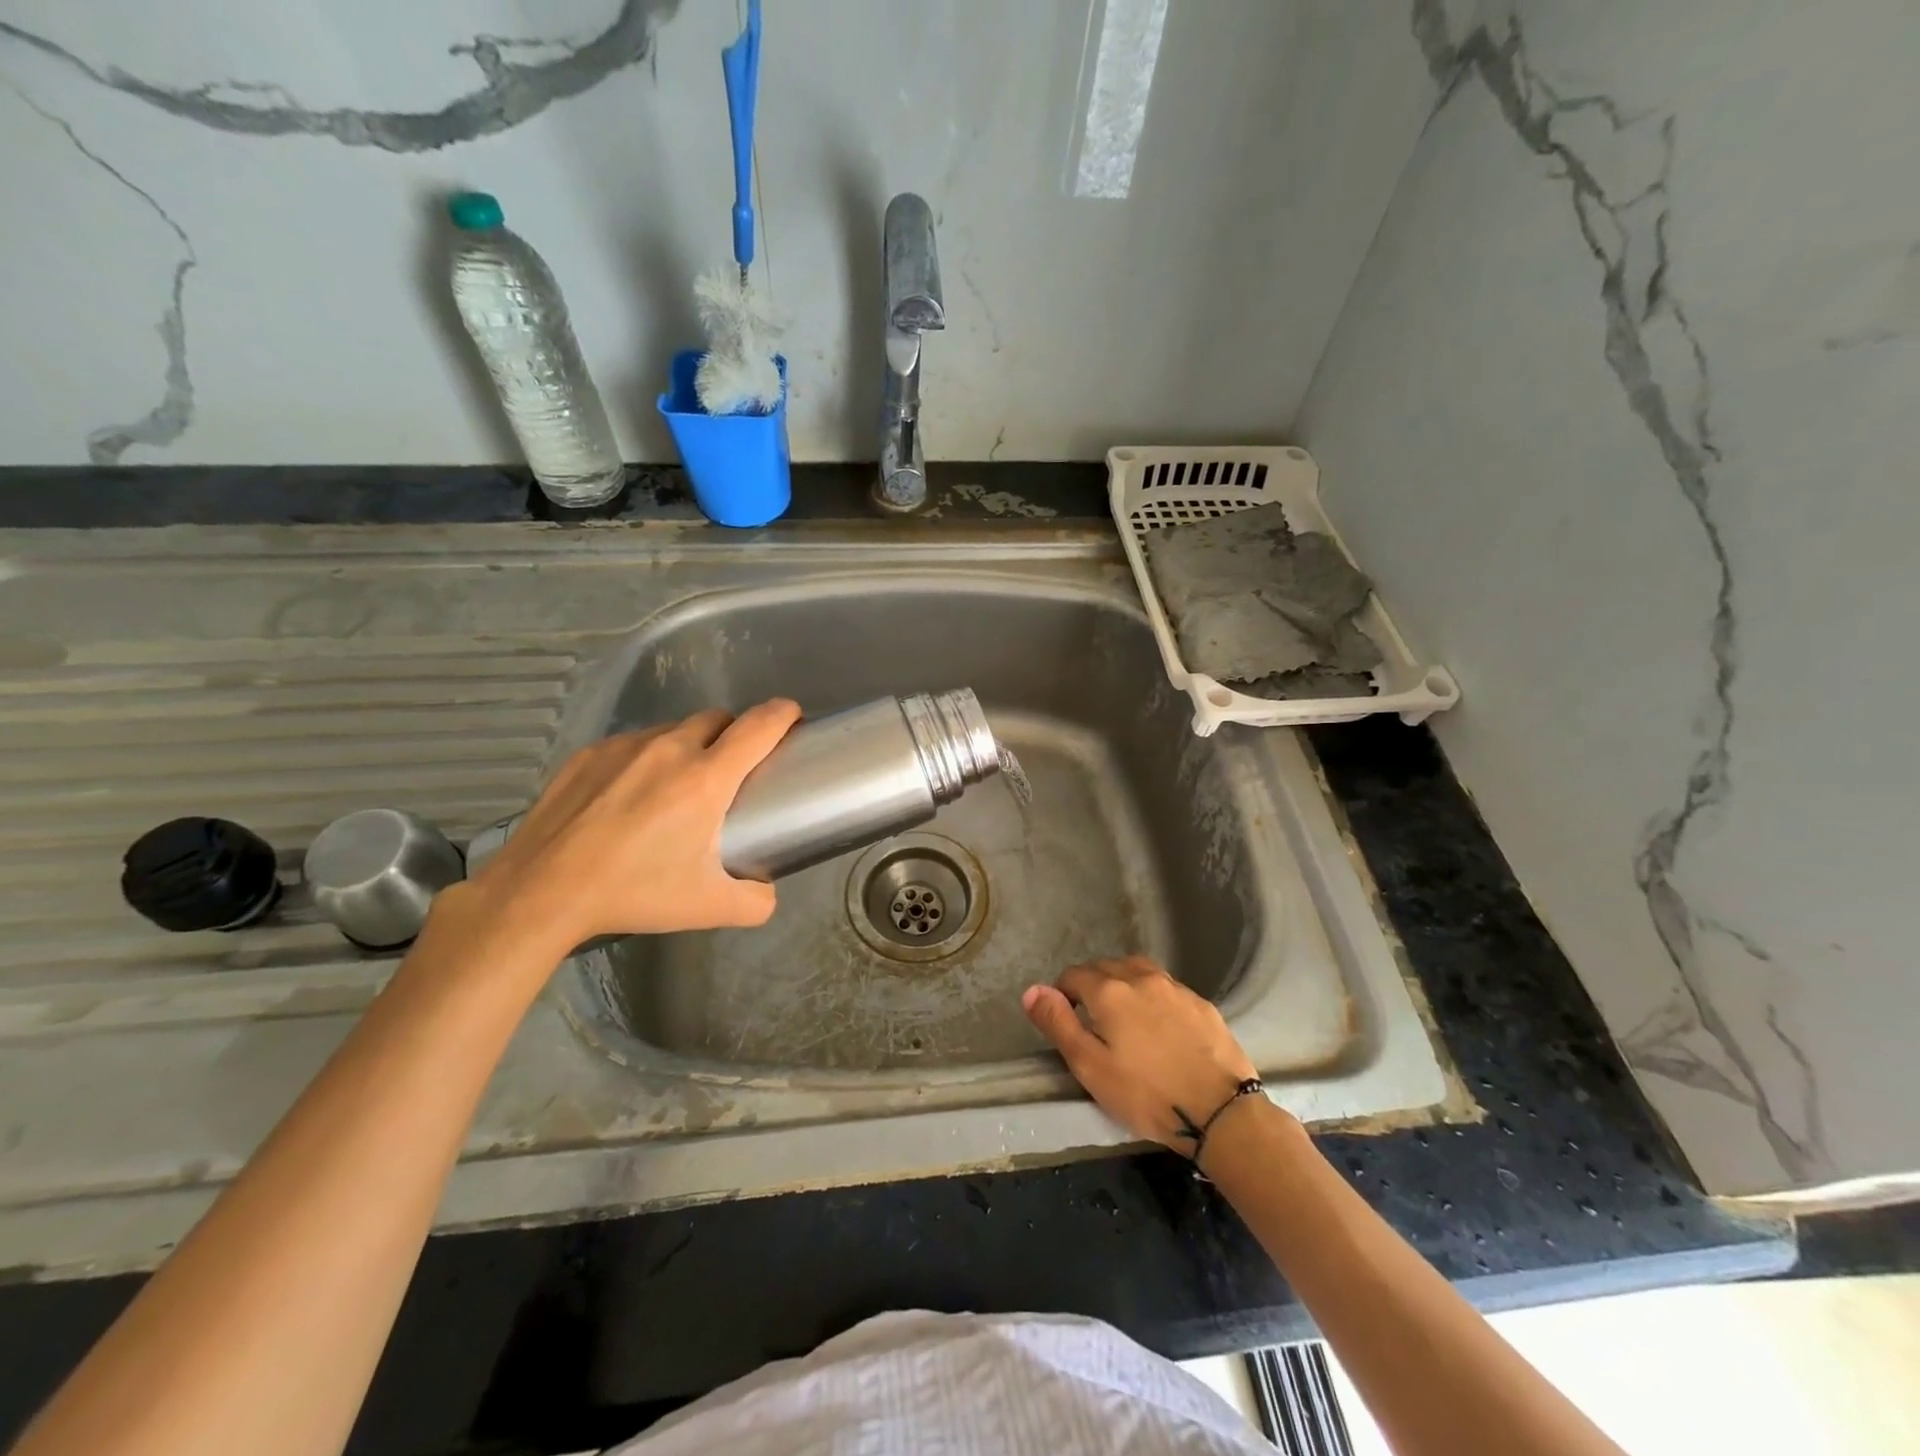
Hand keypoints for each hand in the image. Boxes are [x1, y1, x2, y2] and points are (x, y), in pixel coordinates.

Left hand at [452, 699, 802, 954]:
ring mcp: (624, 747)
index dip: (783, 715)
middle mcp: (670, 749)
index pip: (760, 726)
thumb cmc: (634, 893)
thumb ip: (756, 901)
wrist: (541, 892)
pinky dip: (646, 758)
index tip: (792, 719)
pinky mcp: (588, 754)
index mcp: (706, 779)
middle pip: (719, 718)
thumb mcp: (709, 908)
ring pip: (674, 730)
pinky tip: (629, 796)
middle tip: (732, 770)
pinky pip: (633, 743)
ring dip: (690, 746)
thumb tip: (768, 891)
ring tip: (676, 787)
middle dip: (735, 733)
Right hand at [1022, 956, 1257, 1153]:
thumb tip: (1032, 990)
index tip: (1065, 1018)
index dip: (1062, 993)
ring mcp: (1175, 988)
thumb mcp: (1090, 1066)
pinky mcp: (1201, 1004)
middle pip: (1106, 967)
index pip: (1073, 975)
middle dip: (1091, 985)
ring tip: (1123, 1016)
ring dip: (1123, 984)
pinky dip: (1153, 997)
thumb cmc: (1147, 1094)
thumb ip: (1058, 1024)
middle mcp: (1141, 977)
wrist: (1220, 1111)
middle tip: (1091, 1020)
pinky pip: (1166, 988)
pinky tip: (1159, 1025)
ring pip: (1138, 972)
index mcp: (1109, 990)